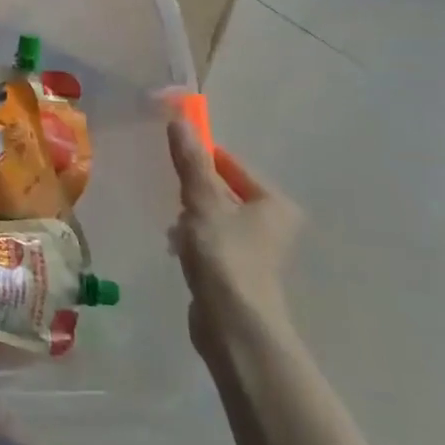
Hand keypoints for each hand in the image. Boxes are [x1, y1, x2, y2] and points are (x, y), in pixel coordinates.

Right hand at [166, 115, 302, 363]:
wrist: (234, 325)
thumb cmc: (225, 255)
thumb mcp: (203, 201)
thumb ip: (190, 162)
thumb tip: (179, 119)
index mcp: (274, 203)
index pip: (232, 165)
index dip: (202, 157)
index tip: (171, 154)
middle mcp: (273, 225)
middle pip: (223, 191)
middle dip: (194, 191)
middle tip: (170, 192)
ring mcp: (256, 251)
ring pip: (214, 218)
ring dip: (190, 218)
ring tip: (173, 227)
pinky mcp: (238, 273)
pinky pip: (210, 243)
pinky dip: (193, 241)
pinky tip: (177, 249)